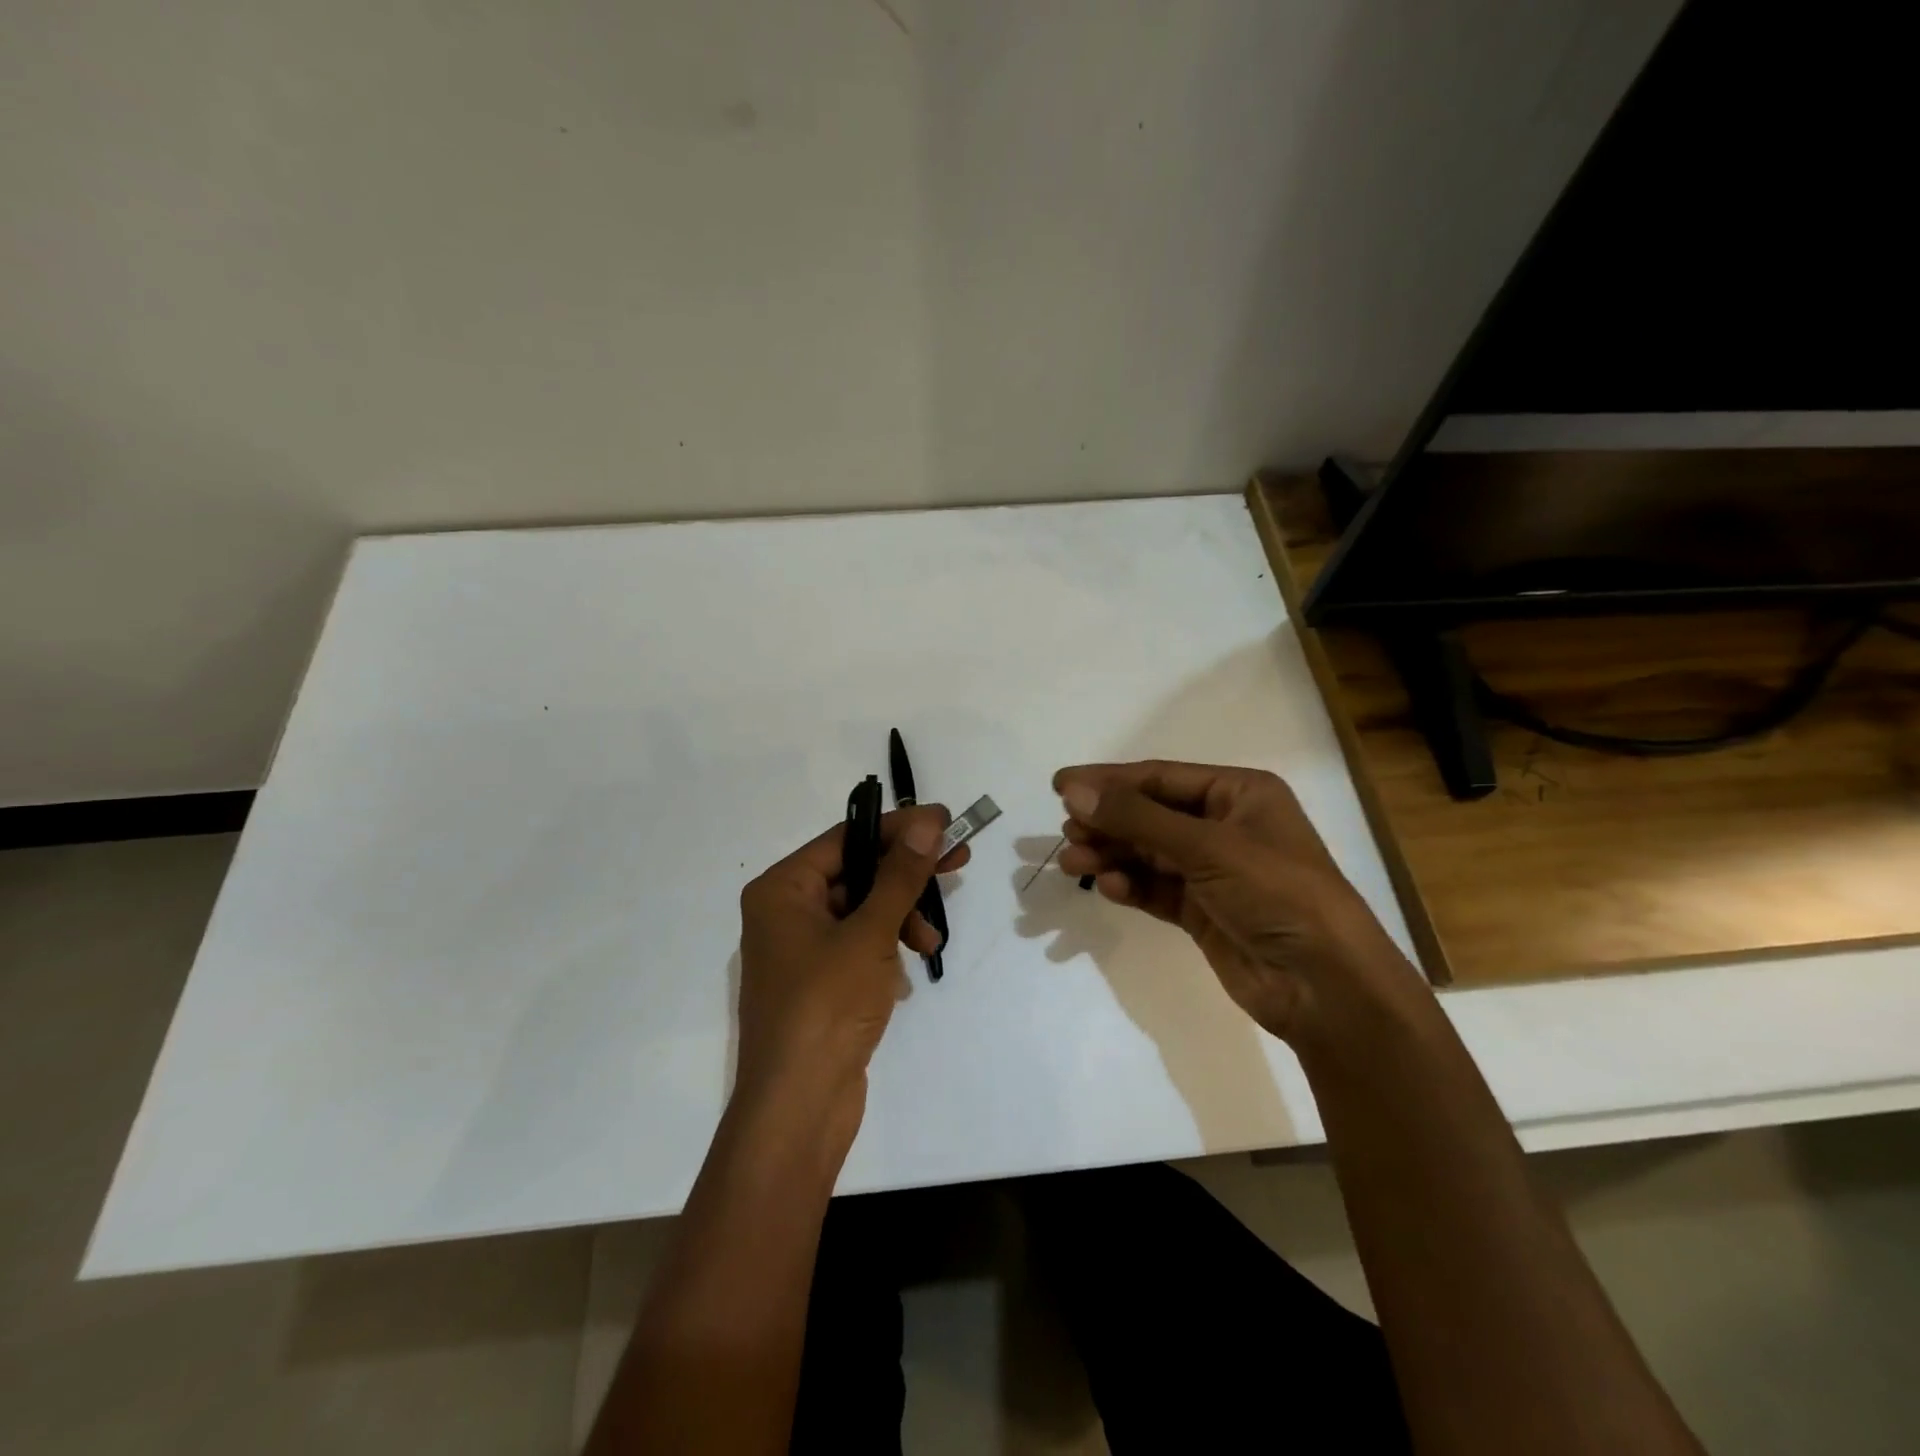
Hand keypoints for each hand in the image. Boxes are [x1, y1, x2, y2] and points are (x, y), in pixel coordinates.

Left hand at [734, 805, 968, 1146]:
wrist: (798, 1107)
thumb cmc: (826, 1007)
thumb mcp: (869, 933)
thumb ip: (900, 875)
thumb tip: (927, 821)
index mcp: (782, 889)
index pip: (846, 838)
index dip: (898, 828)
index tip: (944, 821)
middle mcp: (785, 911)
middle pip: (856, 872)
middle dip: (906, 872)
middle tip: (958, 860)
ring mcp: (802, 949)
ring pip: (863, 909)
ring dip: (902, 916)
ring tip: (931, 942)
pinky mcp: (820, 981)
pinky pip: (860, 943)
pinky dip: (888, 946)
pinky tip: (909, 966)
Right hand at [1053, 761, 1418, 1048]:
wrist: (1325, 986)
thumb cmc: (1276, 893)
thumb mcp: (1206, 846)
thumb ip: (1136, 817)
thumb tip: (1073, 790)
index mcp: (1239, 793)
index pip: (1160, 778)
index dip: (1108, 780)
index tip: (1059, 785)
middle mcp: (1226, 826)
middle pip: (1150, 815)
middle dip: (1108, 822)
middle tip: (1067, 831)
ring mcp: (1214, 871)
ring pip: (1148, 853)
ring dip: (1111, 855)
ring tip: (1073, 862)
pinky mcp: (1204, 911)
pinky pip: (1156, 889)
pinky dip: (1131, 886)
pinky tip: (1108, 888)